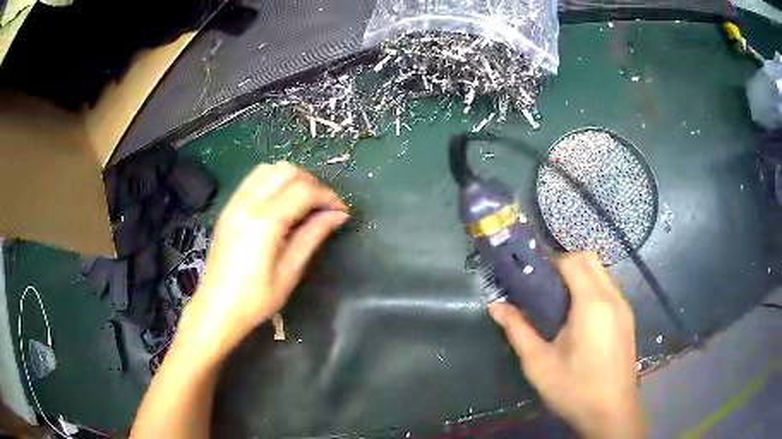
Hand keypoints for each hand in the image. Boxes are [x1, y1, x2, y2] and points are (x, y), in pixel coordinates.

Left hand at [179, 162, 348, 357]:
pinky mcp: (228, 208)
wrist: (216, 309)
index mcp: (265, 222)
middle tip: (323, 207)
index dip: (328, 197)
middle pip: (287, 171)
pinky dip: (273, 182)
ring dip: (291, 179)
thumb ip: (312, 237)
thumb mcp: (289, 272)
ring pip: (269, 169)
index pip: (304, 191)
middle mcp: (248, 204)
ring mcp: (234, 203)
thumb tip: (338, 215)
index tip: (341, 212)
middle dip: (312, 183)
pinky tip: (280, 204)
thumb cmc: (255, 300)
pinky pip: (253, 179)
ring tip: (304, 202)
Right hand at [488, 253, 640, 438]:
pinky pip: (609, 289)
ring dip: (580, 275)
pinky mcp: (628, 319)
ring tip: (558, 302)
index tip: (531, 273)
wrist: (611, 412)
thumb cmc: (574, 389)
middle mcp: (612, 297)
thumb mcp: (539, 364)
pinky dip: (592, 288)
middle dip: (565, 262)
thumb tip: (495, 307)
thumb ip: (517, 331)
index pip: (573, 261)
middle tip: (543, 286)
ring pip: (602, 273)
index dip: (551, 260)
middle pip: (590, 259)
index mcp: (592, 304)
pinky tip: (579, 318)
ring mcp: (624, 307)